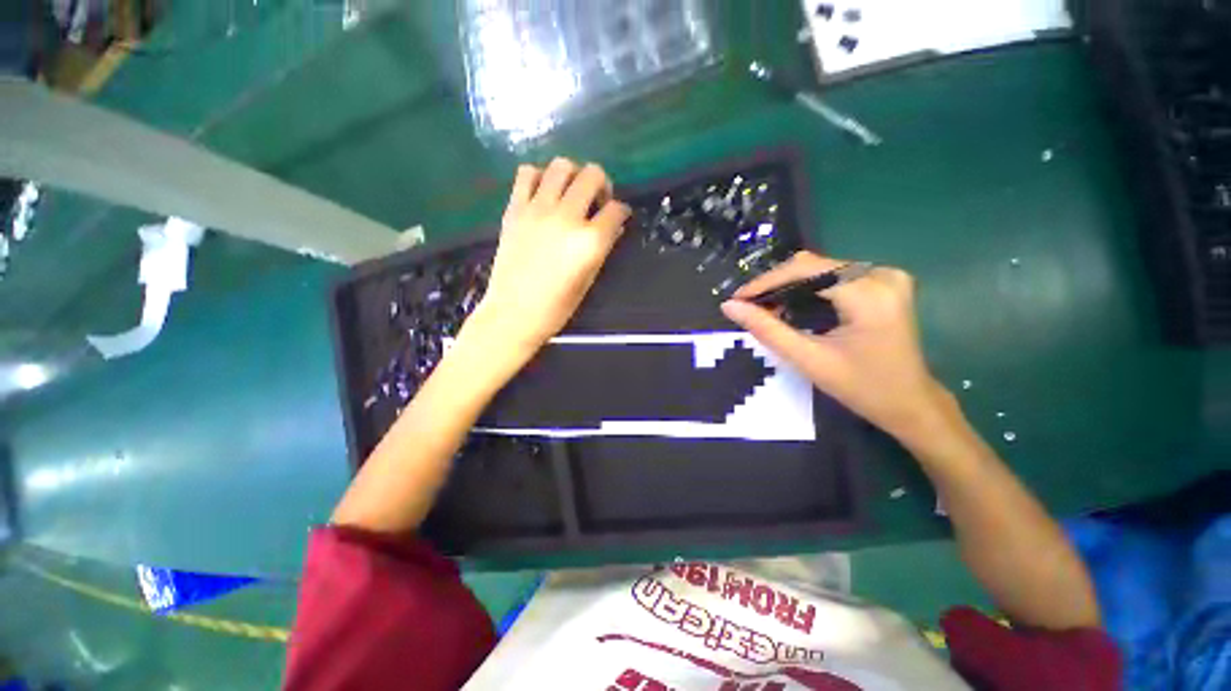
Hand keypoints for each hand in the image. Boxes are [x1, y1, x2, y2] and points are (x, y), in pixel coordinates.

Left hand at [466, 158, 630, 358]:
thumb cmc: (556, 307)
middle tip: (597, 200)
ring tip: (570, 192)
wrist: (513, 314)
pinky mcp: (515, 209)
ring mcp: (537, 210)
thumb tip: (612, 225)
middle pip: (592, 175)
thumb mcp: (589, 280)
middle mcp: (566, 218)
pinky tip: (543, 193)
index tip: (618, 217)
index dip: (622, 211)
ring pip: (561, 166)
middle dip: (602, 184)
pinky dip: (539, 176)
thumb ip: (602, 248)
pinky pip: (526, 173)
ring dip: (573, 174)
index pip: (616, 210)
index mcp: (589, 242)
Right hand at [720, 251, 951, 445]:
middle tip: (747, 307)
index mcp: (869, 294)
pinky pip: (833, 276)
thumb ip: (766, 329)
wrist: (910, 403)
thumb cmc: (861, 388)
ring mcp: (886, 276)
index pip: (805, 269)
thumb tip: (729, 307)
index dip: (766, 281)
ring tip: (764, 309)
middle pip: (812, 266)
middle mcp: (881, 274)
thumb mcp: (808, 359)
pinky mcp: (883, 282)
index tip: (736, 298)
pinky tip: (790, 307)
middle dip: (775, 285)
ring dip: (788, 287)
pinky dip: (806, 289)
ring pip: (820, 269)